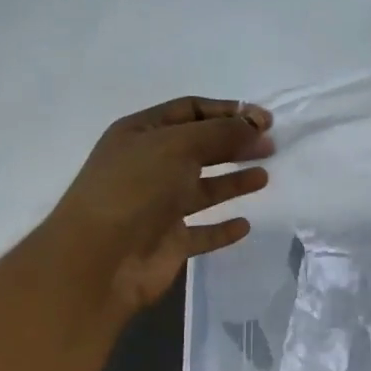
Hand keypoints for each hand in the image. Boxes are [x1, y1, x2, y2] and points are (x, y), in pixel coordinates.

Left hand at [44, 97, 273, 316]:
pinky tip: (244, 225)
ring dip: (233, 182)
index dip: (227, 111)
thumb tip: (256, 126)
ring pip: (203, 189)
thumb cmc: (135, 189)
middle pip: (199, 148)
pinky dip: (223, 229)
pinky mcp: (169, 243)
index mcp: (141, 133)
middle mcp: (149, 166)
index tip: (265, 120)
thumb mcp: (178, 145)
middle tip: (270, 146)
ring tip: (263, 177)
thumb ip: (221, 133)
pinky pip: (202, 232)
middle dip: (234, 143)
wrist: (100, 259)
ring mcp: (158, 207)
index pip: (190, 111)